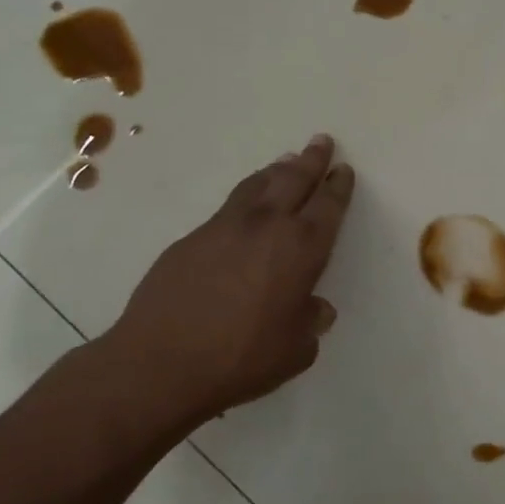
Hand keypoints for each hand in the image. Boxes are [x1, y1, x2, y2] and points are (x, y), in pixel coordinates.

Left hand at [89, 134, 354, 442]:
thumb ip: (311, 323)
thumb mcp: (295, 349)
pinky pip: (229, 205)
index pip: (328, 207)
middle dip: (311, 161)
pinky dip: (246, 194)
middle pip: (294, 181)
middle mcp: (267, 227)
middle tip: (321, 142)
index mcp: (301, 249)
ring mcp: (225, 227)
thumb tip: (317, 309)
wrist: (160, 362)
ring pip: (258, 185)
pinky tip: (246, 202)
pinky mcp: (192, 238)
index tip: (343, 170)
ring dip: (277, 170)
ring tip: (286, 160)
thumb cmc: (242, 358)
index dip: (338, 187)